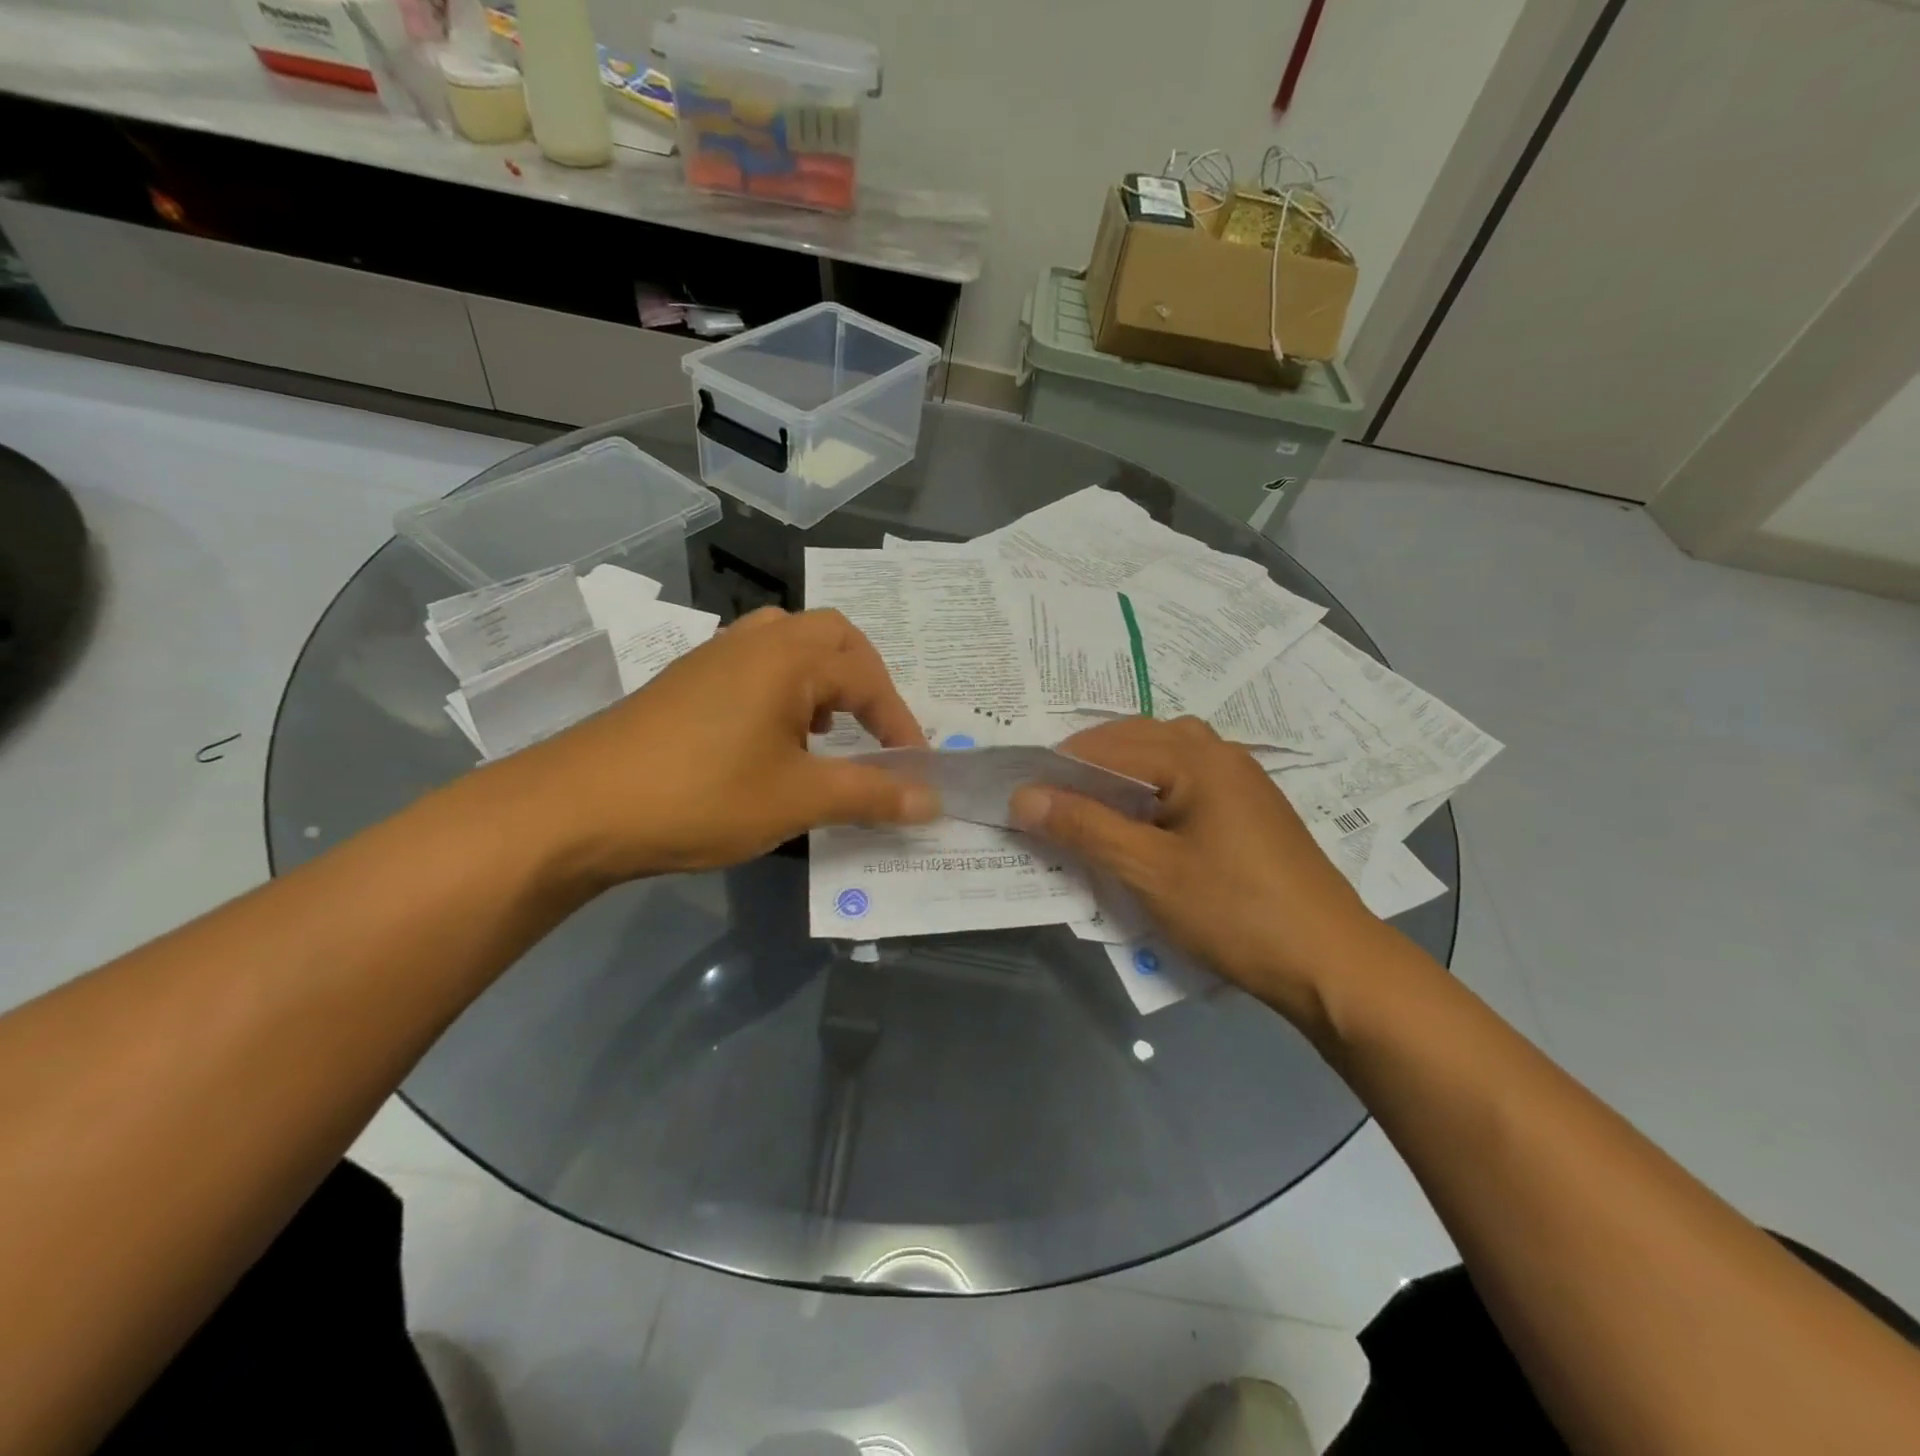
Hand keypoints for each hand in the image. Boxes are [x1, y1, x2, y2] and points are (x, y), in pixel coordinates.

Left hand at [495, 608, 937, 885]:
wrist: (577, 808)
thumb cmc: (701, 795)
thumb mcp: (798, 799)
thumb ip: (871, 794)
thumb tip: (932, 800)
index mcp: (788, 656)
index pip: (868, 675)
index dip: (899, 721)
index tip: (914, 767)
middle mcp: (754, 641)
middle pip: (832, 636)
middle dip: (865, 680)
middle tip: (874, 728)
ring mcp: (714, 657)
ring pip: (789, 645)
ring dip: (822, 681)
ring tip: (828, 732)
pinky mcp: (686, 682)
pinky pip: (755, 666)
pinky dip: (785, 691)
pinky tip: (775, 741)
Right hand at [1010, 716, 1383, 1018]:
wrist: (1331, 962)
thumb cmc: (1235, 911)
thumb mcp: (1149, 871)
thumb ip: (1084, 827)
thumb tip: (1023, 796)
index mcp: (1195, 756)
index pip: (1107, 744)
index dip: (1058, 768)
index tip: (1020, 798)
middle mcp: (1218, 752)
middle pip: (1134, 740)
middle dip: (1086, 767)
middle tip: (1048, 805)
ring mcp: (1239, 778)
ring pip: (1160, 758)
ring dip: (1119, 777)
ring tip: (1086, 811)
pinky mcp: (1248, 807)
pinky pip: (1183, 780)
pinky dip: (1148, 792)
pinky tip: (1137, 825)